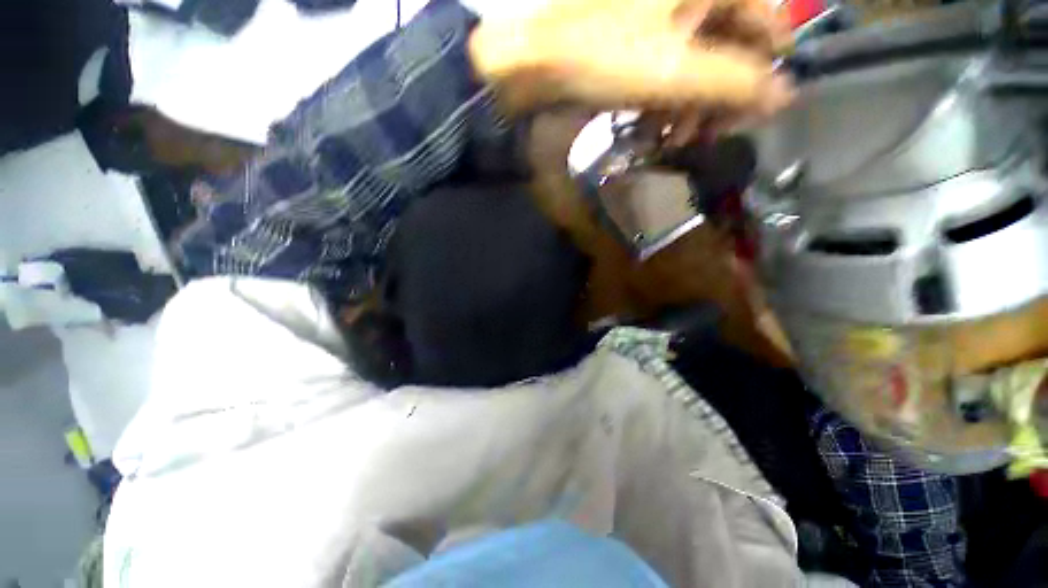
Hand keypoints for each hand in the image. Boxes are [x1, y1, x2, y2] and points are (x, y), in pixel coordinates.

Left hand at [469, 0, 793, 119]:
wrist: (535, 61)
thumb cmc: (605, 58)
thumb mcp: (677, 73)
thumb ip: (737, 83)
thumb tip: (787, 96)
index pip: (765, 20)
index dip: (766, 69)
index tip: (753, 111)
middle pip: (729, 44)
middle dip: (720, 97)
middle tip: (706, 136)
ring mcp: (660, 10)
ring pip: (696, 60)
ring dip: (690, 106)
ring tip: (675, 140)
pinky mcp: (636, 34)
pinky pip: (667, 66)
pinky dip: (666, 98)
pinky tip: (655, 126)